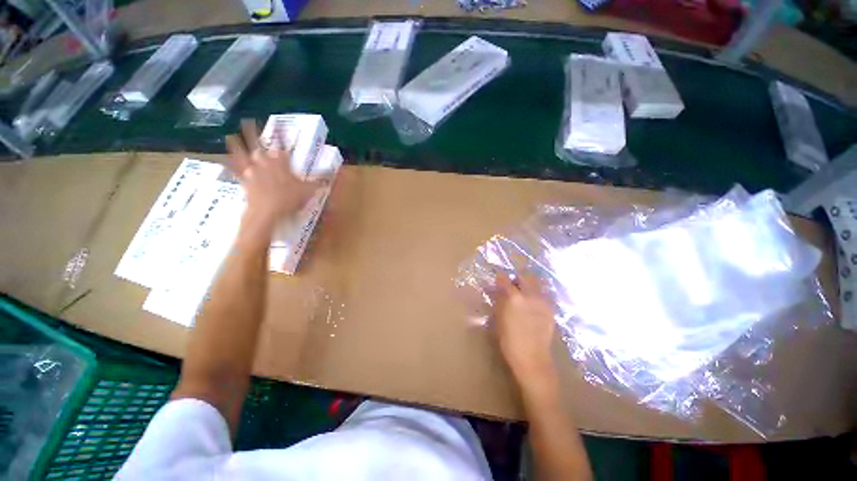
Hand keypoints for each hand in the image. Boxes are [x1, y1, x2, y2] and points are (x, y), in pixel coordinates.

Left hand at [225, 119, 325, 228]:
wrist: (266, 214)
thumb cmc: (288, 200)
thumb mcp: (308, 191)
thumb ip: (320, 181)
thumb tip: (335, 175)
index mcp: (281, 160)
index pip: (281, 143)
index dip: (280, 133)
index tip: (278, 124)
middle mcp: (265, 161)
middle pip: (257, 143)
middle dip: (252, 131)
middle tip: (247, 120)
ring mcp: (252, 170)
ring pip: (243, 153)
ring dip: (236, 144)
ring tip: (229, 135)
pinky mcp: (244, 182)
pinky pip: (235, 172)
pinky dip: (229, 165)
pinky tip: (222, 160)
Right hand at [493, 273, 557, 387]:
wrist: (533, 357)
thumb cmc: (510, 344)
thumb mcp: (499, 323)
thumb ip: (500, 305)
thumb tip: (498, 293)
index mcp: (514, 298)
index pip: (505, 279)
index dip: (500, 277)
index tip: (498, 279)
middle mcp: (530, 295)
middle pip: (525, 276)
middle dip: (518, 278)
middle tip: (513, 285)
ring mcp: (543, 301)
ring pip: (538, 283)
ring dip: (530, 283)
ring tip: (526, 292)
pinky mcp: (551, 308)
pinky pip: (545, 294)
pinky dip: (539, 294)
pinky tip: (535, 303)